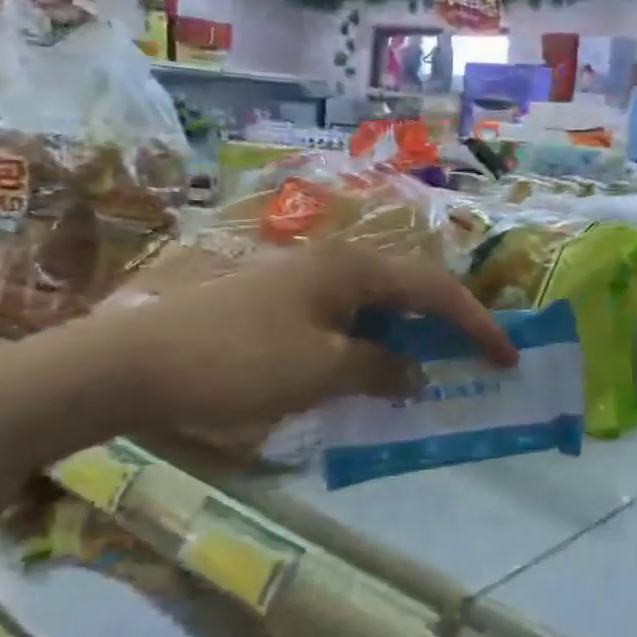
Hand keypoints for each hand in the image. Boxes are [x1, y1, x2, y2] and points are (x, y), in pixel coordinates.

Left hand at [99, 242, 516, 431]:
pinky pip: (349, 318)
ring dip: (411, 334)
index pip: (436, 291)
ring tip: (435, 366)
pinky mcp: (282, 302)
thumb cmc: (237, 361)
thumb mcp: (321, 371)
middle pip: (412, 289)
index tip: (507, 356)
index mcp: (353, 268)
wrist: (129, 365)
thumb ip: (380, 369)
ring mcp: (305, 280)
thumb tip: (416, 374)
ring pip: (379, 304)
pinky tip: (374, 369)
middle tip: (478, 357)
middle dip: (449, 323)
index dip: (477, 324)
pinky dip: (374, 343)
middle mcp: (335, 263)